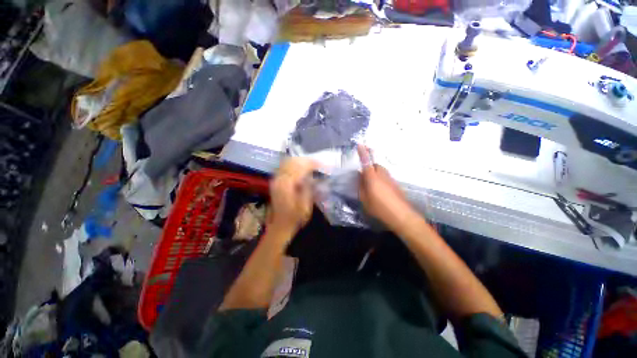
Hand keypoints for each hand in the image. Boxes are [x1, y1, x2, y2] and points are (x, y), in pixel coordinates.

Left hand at [268, 157, 317, 238]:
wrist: (279, 225)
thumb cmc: (294, 218)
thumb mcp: (305, 206)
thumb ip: (308, 188)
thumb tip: (312, 176)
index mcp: (287, 185)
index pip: (300, 167)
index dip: (312, 164)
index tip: (323, 166)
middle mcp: (279, 179)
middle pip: (293, 162)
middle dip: (307, 161)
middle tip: (319, 164)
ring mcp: (276, 179)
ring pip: (288, 162)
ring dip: (301, 161)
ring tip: (313, 165)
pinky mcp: (276, 181)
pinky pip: (285, 167)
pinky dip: (295, 165)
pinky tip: (302, 168)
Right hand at [357, 145, 414, 229]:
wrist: (401, 215)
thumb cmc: (379, 208)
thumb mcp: (365, 200)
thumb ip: (361, 187)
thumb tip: (360, 178)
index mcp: (372, 178)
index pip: (366, 162)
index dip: (363, 153)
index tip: (360, 144)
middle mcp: (382, 175)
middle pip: (376, 165)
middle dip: (370, 165)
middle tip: (364, 174)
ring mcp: (390, 179)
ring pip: (381, 170)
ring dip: (375, 172)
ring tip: (372, 183)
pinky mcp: (396, 184)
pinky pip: (386, 177)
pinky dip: (381, 179)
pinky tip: (380, 190)